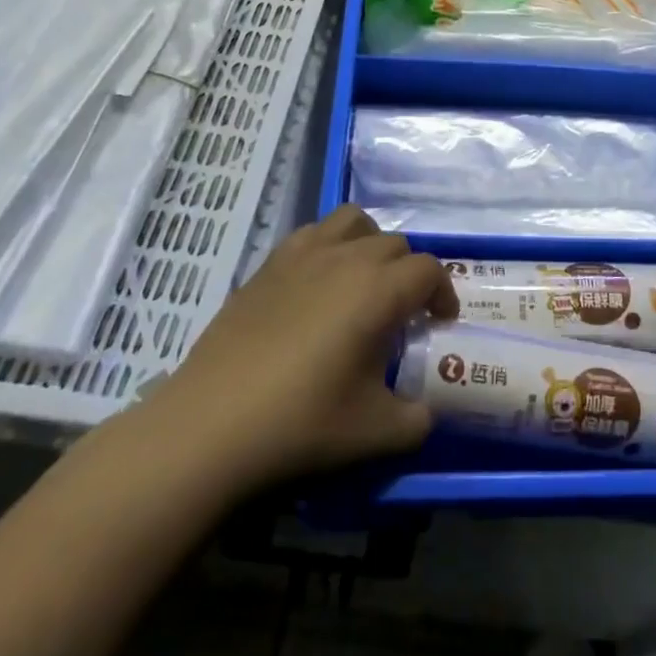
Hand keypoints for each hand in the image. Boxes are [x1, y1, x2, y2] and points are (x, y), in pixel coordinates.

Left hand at [129, 206, 456, 494]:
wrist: (212, 422)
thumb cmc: (301, 422)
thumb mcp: (374, 433)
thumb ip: (416, 420)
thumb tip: (426, 412)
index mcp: (379, 290)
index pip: (428, 270)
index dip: (444, 292)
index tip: (440, 322)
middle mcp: (347, 257)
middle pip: (396, 244)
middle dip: (410, 273)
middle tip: (404, 312)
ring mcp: (305, 253)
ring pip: (355, 222)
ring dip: (372, 243)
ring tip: (366, 280)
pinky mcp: (270, 262)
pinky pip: (314, 232)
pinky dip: (331, 245)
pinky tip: (319, 283)